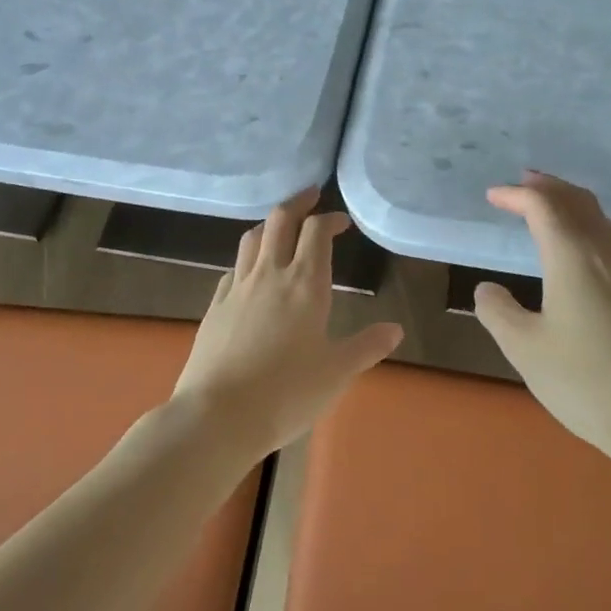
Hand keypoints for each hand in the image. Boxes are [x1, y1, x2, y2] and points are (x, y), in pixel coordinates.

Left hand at [174, 189, 401, 462]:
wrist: (218, 415)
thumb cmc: (286, 393)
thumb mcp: (337, 373)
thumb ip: (366, 347)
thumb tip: (395, 330)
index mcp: (305, 284)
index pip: (317, 232)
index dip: (330, 218)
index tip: (341, 221)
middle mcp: (270, 274)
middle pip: (280, 220)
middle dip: (298, 202)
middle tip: (310, 196)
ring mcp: (238, 287)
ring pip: (252, 237)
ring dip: (269, 224)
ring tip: (281, 226)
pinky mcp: (215, 305)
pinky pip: (234, 267)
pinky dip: (248, 257)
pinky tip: (251, 271)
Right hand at [473, 173, 610, 456]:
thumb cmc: (587, 380)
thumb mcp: (525, 348)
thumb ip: (498, 312)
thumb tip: (488, 289)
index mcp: (572, 255)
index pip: (542, 206)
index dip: (515, 195)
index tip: (491, 196)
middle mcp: (602, 253)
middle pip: (576, 201)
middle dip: (547, 187)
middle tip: (522, 183)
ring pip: (596, 218)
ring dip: (568, 203)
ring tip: (545, 206)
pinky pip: (606, 238)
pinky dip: (584, 224)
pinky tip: (576, 248)